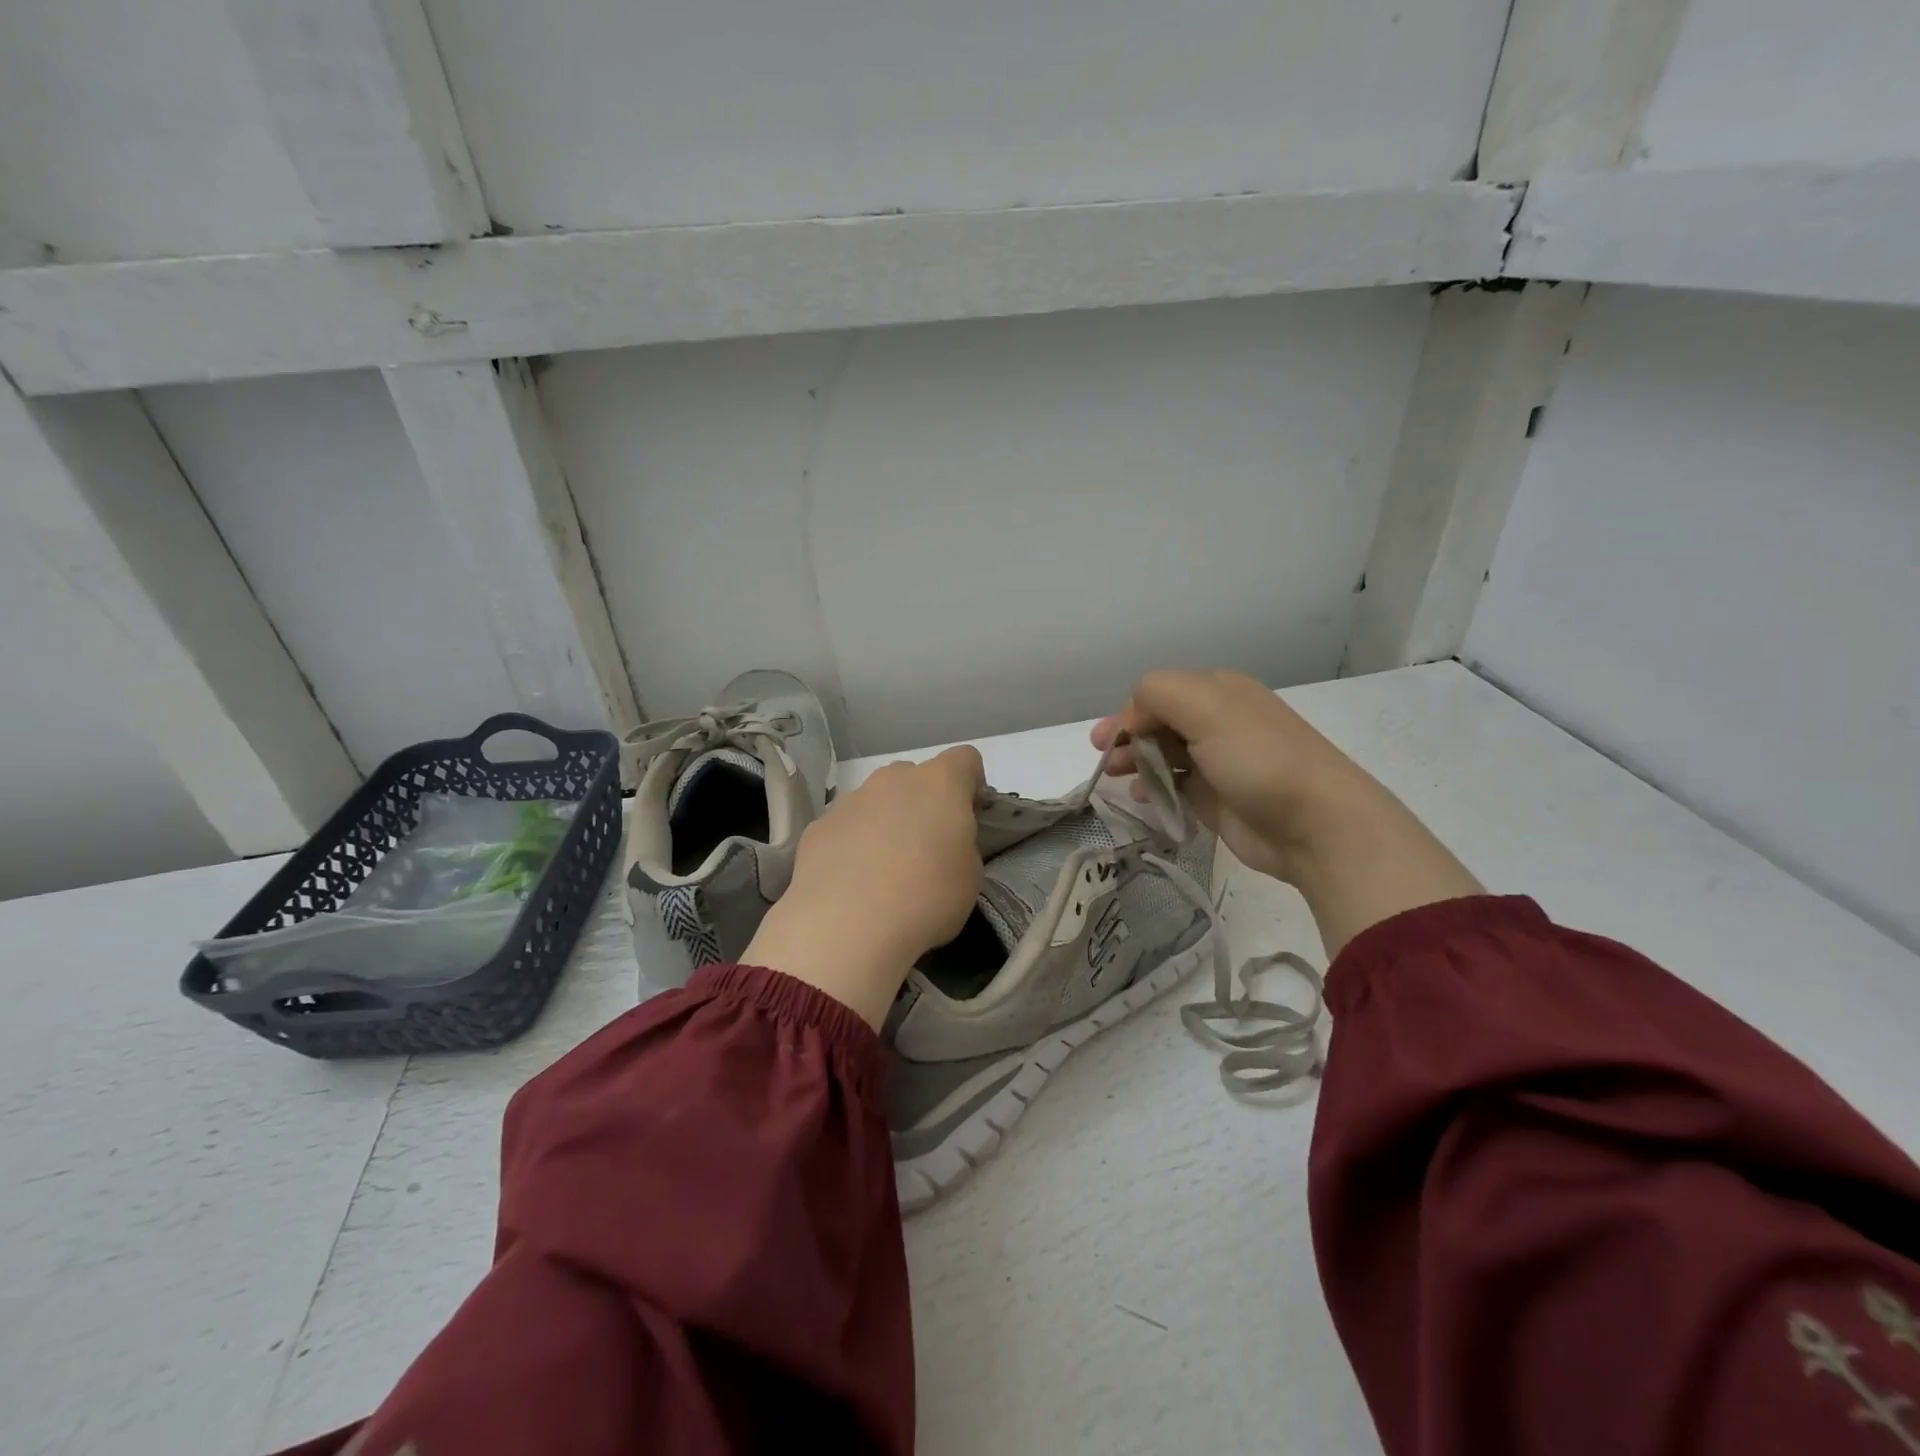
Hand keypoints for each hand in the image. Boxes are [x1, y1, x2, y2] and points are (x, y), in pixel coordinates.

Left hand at [744, 745, 984, 1029]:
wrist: (846, 926)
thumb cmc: (926, 898)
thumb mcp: (970, 875)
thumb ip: (961, 843)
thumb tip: (942, 842)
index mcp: (939, 783)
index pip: (965, 759)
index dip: (971, 785)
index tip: (969, 817)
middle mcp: (892, 779)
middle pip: (915, 778)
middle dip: (924, 804)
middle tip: (927, 849)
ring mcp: (850, 800)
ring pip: (876, 801)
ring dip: (885, 824)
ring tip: (885, 873)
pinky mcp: (817, 827)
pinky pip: (845, 828)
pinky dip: (852, 846)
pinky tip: (852, 884)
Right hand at [1093, 669, 1481, 954]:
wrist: (1316, 824)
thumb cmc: (1258, 758)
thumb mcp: (1205, 707)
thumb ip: (1157, 694)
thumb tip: (1132, 720)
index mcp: (1219, 692)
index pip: (1159, 693)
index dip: (1129, 713)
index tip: (1109, 740)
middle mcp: (1219, 723)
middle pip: (1159, 723)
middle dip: (1127, 737)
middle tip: (1103, 759)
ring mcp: (1219, 763)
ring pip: (1164, 755)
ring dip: (1137, 763)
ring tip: (1118, 779)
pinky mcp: (1218, 800)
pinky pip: (1176, 788)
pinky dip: (1155, 789)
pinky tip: (1144, 798)